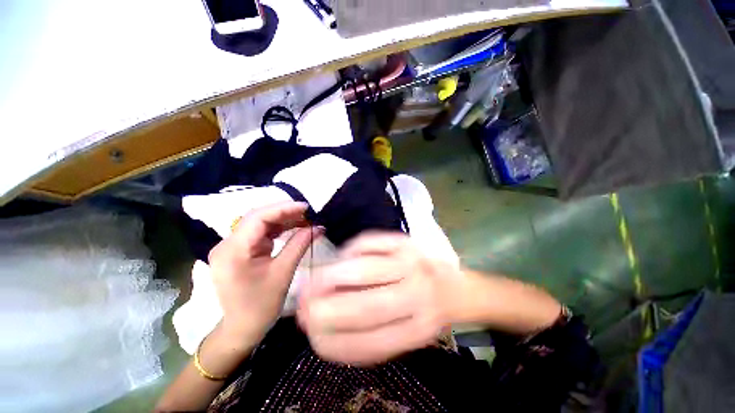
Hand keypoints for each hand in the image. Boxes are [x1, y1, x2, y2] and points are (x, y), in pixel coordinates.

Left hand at [208, 201, 319, 346]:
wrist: (242, 328)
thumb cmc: (261, 306)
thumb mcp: (283, 273)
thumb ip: (299, 244)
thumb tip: (318, 227)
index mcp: (233, 251)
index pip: (257, 218)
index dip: (283, 209)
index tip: (306, 207)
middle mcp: (227, 244)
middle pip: (257, 218)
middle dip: (285, 213)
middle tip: (308, 214)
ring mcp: (232, 247)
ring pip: (260, 224)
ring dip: (283, 220)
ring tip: (305, 220)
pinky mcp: (239, 250)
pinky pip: (260, 233)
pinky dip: (278, 229)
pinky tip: (293, 228)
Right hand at [297, 232, 462, 365]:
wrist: (456, 287)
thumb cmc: (428, 312)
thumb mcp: (407, 333)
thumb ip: (373, 337)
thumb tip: (328, 332)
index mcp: (416, 330)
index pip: (367, 343)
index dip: (332, 341)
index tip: (310, 336)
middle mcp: (416, 296)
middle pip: (363, 306)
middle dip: (324, 309)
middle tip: (301, 307)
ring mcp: (411, 263)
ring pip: (362, 269)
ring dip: (329, 277)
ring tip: (312, 282)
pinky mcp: (405, 241)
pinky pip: (369, 242)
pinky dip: (350, 250)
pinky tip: (343, 258)